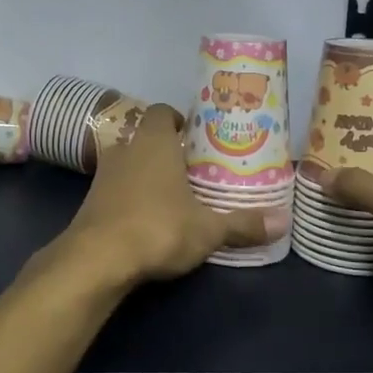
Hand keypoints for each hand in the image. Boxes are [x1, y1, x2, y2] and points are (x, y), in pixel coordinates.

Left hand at [58, 105, 274, 283]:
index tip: (197, 139)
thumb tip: (283, 222)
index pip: (162, 112)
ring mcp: (102, 174)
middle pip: (147, 137)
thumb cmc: (158, 229)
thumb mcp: (207, 230)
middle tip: (194, 171)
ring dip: (147, 174)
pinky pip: (115, 187)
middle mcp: (125, 149)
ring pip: (129, 162)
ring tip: (173, 196)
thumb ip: (242, 224)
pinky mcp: (90, 200)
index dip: (179, 121)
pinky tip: (147, 218)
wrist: (96, 259)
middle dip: (168, 151)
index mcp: (154, 142)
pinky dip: (130, 196)